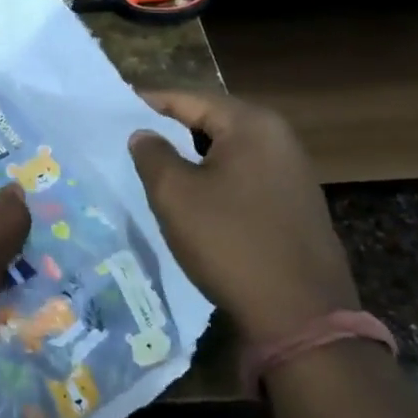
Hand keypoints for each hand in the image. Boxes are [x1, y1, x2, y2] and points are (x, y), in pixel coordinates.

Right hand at [128, 90, 358, 340]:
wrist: (301, 319)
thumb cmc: (230, 243)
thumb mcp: (175, 195)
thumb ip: (152, 154)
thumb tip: (144, 134)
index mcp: (252, 124)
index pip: (189, 98)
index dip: (150, 102)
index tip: (117, 107)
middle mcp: (279, 138)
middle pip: (212, 120)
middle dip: (172, 128)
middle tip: (133, 137)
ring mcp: (293, 172)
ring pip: (229, 150)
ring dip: (194, 155)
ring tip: (158, 166)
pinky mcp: (297, 204)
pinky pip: (246, 175)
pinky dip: (217, 177)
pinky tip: (196, 197)